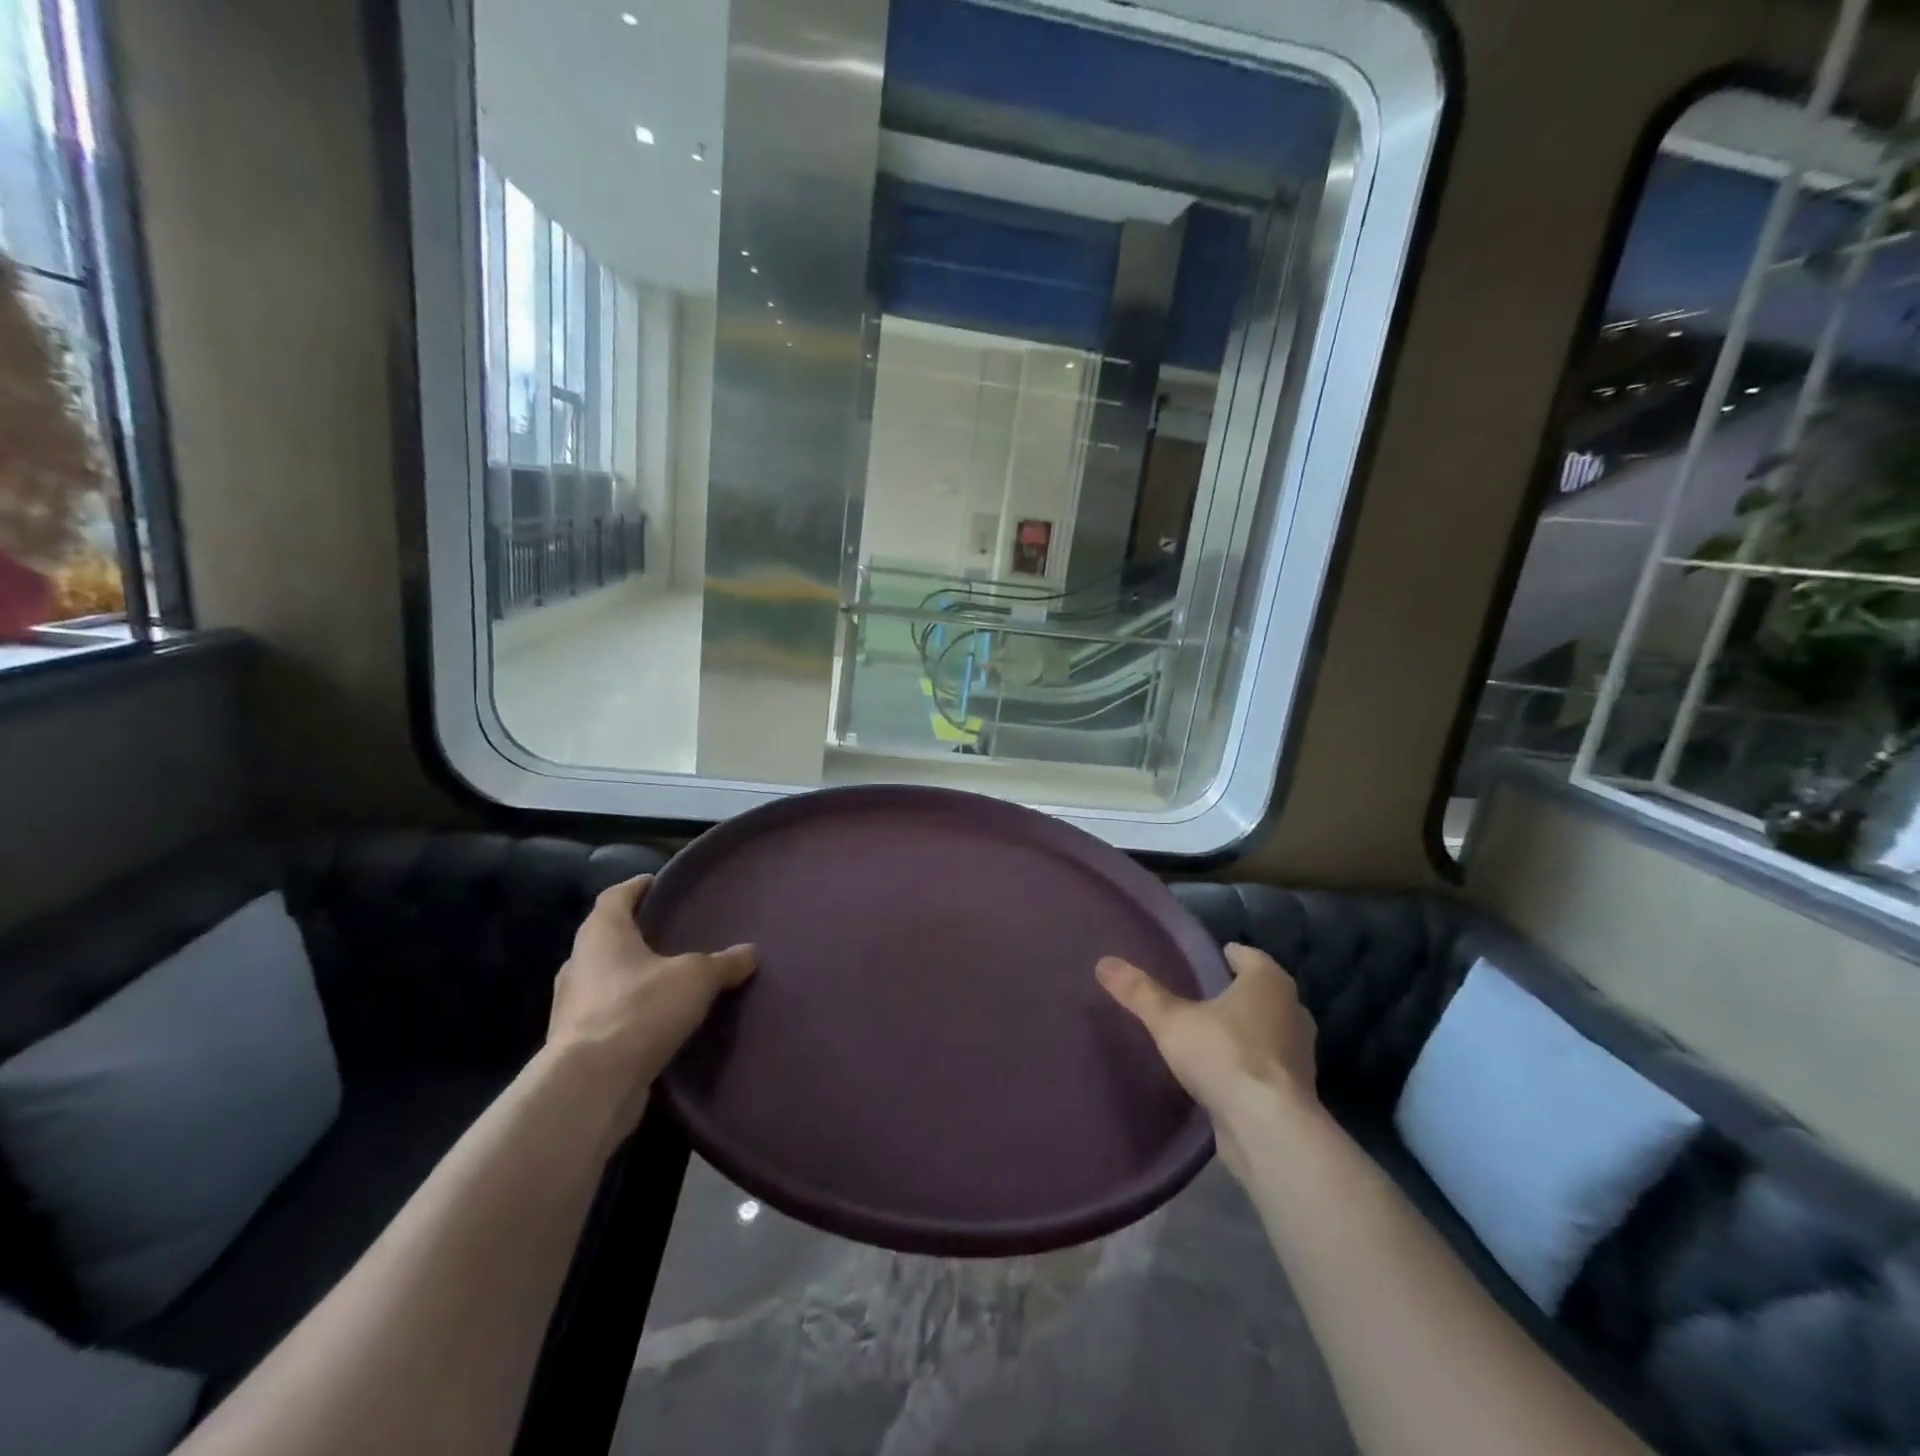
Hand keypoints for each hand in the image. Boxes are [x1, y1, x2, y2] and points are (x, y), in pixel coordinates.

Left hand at [547, 874, 755, 1134]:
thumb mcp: (696, 979)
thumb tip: (750, 952)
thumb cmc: (640, 1010)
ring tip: (665, 977)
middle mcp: (579, 963)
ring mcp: (572, 1005)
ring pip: (603, 977)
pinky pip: (606, 1014)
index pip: (614, 897)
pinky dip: (627, 1010)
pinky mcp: (575, 1043)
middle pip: (605, 936)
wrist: (590, 1085)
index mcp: (602, 934)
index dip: (635, 887)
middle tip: (667, 930)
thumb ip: (723, 963)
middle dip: (633, 932)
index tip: (655, 882)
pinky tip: (653, 1020)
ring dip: (629, 974)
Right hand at [1096, 944, 1319, 1177]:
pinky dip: (1251, 1061)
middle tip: (1204, 994)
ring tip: (1211, 1032)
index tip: (1208, 959)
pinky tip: (1225, 1070)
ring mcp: (1299, 1053)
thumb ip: (1139, 992)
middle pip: (1262, 992)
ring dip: (1247, 1029)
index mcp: (1269, 983)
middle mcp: (1291, 1011)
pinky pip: (1268, 1063)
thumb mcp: (1170, 1020)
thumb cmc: (1224, 1055)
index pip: (1249, 956)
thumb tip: (1103, 962)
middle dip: (1238, 992)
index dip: (1228, 955)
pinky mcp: (1296, 1090)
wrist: (1269, 1130)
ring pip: (1269, 1028)